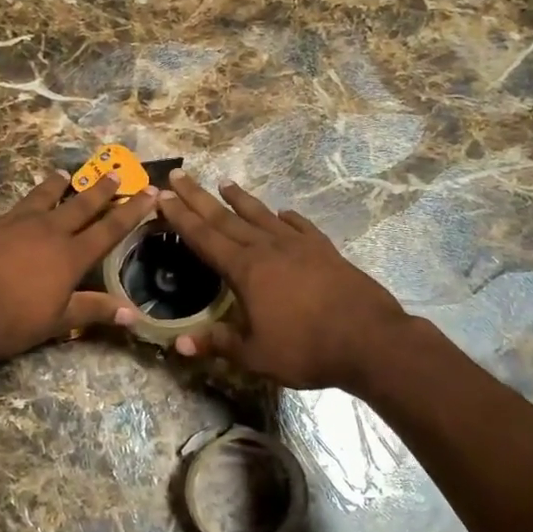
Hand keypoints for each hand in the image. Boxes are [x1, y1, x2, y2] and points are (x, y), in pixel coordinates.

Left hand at [0, 171, 156, 364]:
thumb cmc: (5, 321)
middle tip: (116, 170)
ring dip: (58, 185)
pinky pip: (12, 209)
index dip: (132, 210)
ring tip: (66, 175)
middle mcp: (46, 230)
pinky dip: (23, 206)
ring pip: (43, 196)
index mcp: (69, 256)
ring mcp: (14, 221)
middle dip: (102, 188)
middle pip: (81, 203)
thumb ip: (91, 311)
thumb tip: (132, 314)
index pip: (109, 228)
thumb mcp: (54, 322)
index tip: (149, 192)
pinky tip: (17, 213)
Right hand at [149, 170, 410, 390]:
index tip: (162, 197)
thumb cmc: (307, 349)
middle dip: (199, 198)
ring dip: (241, 199)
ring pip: (262, 216)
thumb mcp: (255, 355)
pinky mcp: (326, 251)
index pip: (204, 238)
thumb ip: (218, 344)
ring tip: (225, 183)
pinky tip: (283, 213)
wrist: (370, 340)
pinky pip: (301, 227)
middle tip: (179, 176)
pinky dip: (288, 218)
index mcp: (246, 270)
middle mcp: (269, 248)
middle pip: (227, 218)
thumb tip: (178, 344)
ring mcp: (300, 246)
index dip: (181, 218)